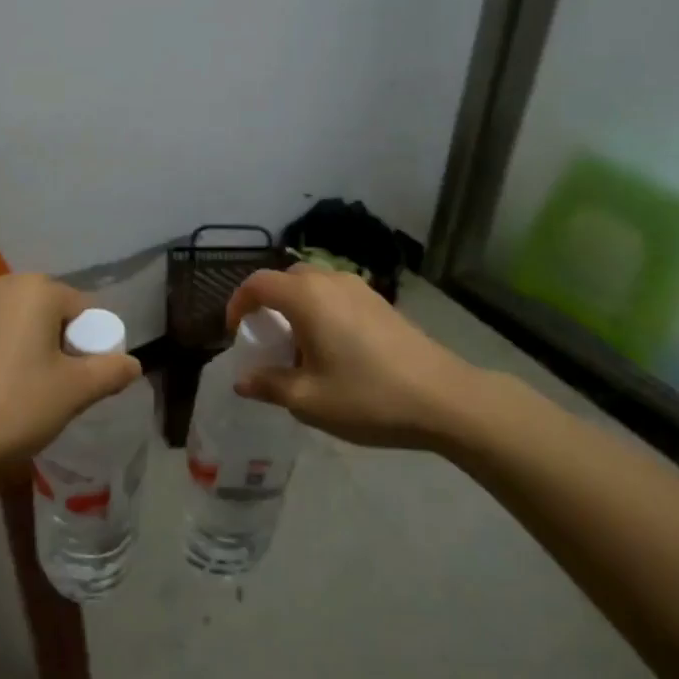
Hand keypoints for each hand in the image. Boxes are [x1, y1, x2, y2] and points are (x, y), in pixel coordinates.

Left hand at [0, 274, 140, 486]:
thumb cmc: (17, 406)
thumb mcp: (76, 392)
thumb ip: (110, 371)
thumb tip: (133, 364)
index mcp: (33, 290)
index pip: (81, 308)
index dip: (90, 342)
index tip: (84, 378)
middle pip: (42, 311)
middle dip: (53, 341)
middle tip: (55, 385)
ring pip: (5, 325)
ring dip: (18, 347)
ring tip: (16, 393)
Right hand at [225, 266, 486, 449]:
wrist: (443, 398)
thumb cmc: (368, 397)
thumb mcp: (308, 400)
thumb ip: (269, 385)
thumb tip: (242, 380)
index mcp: (307, 298)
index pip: (258, 283)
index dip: (238, 304)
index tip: (235, 333)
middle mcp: (331, 282)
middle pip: (286, 278)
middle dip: (268, 303)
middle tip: (266, 339)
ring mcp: (360, 289)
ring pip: (314, 285)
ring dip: (296, 306)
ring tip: (299, 347)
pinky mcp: (381, 302)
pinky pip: (337, 295)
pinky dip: (321, 310)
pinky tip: (333, 348)